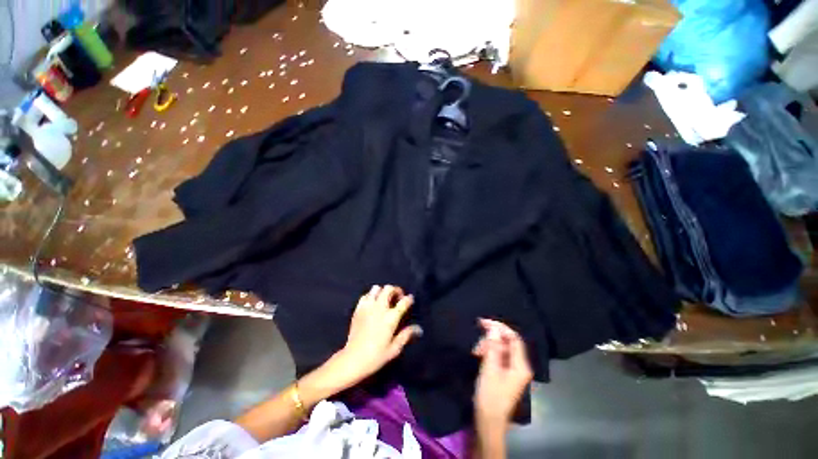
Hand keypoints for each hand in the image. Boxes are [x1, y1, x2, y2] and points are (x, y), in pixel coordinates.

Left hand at [331, 285, 421, 387]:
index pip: (404, 301)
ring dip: (382, 291)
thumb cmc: (376, 356)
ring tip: (385, 300)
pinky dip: (371, 296)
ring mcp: (367, 307)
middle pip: (389, 289)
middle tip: (398, 297)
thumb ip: (406, 335)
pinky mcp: (358, 309)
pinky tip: (372, 305)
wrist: (352, 360)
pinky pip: (365, 296)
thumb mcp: (394, 349)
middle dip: (396, 290)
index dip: (409, 299)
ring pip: (376, 288)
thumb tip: (419, 329)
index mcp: (391, 318)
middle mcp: (380, 308)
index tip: (410, 300)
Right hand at [473, 319, 532, 433]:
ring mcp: (512, 369)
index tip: (483, 322)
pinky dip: (487, 352)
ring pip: (500, 348)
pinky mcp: (505, 372)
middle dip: (491, 338)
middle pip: (507, 342)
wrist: (489, 421)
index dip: (500, 327)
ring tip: (475, 352)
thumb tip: (493, 328)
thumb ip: (492, 347)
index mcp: (521, 365)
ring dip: (487, 346)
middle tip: (477, 343)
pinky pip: (497, 355)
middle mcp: (519, 365)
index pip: (514, 338)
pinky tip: (478, 355)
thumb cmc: (490, 396)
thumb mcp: (490, 369)